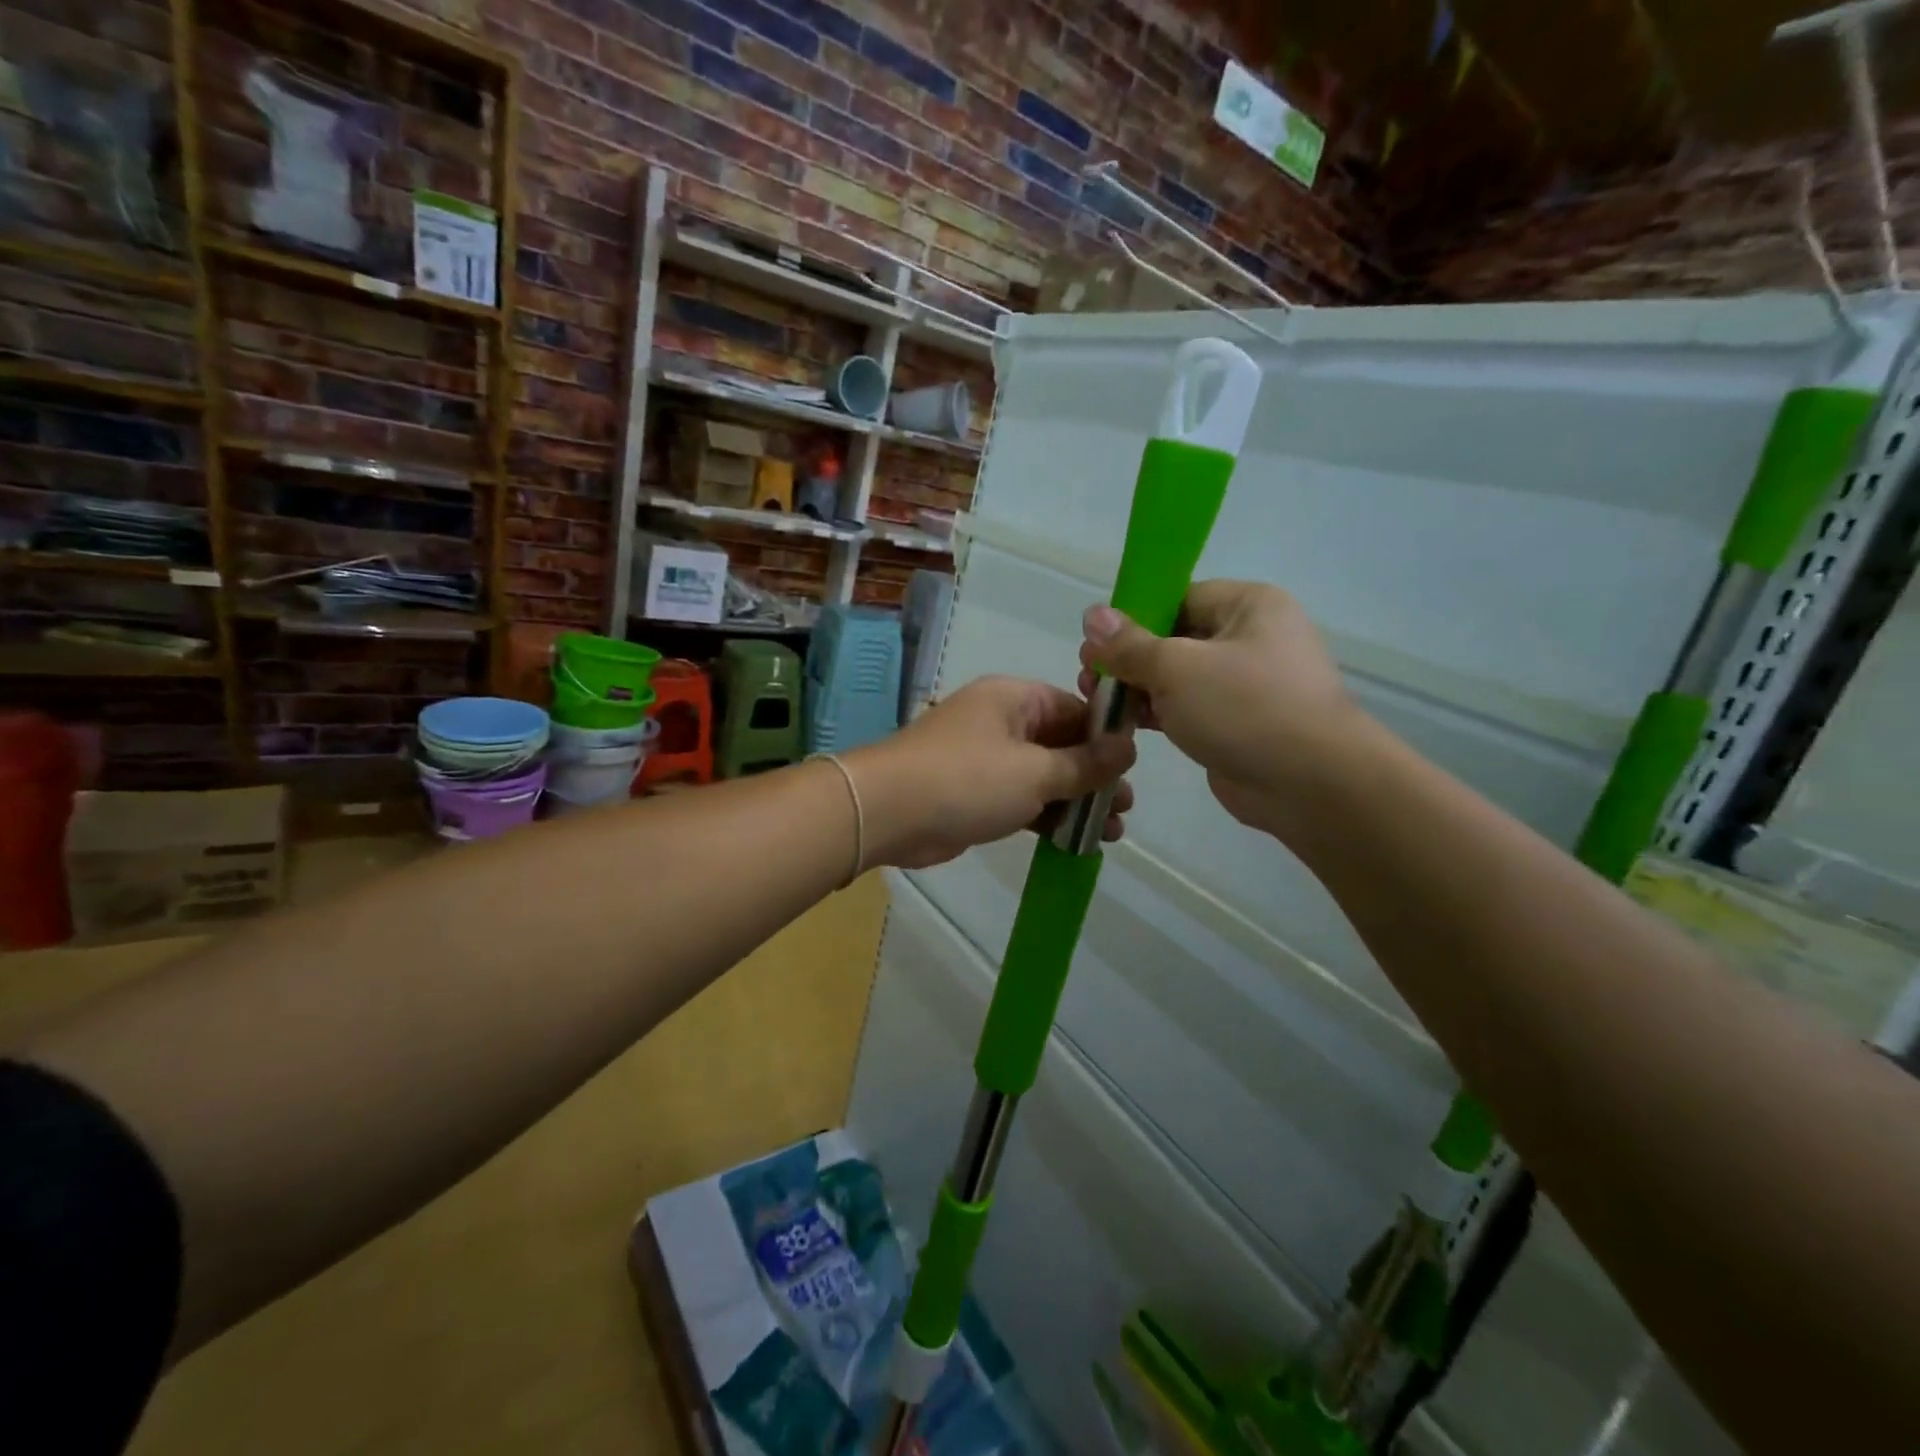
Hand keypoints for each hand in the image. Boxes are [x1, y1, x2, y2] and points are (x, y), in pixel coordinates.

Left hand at [846, 676, 1135, 869]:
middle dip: (1095, 777)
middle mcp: (1001, 722)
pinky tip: (1076, 840)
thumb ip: (1085, 764)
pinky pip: (1022, 799)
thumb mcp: (1036, 771)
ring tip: (1112, 833)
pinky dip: (1047, 816)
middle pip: (1061, 744)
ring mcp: (986, 760)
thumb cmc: (967, 780)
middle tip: (1126, 809)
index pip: (1075, 709)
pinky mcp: (975, 794)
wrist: (888, 813)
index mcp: (1015, 699)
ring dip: (1075, 802)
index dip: (1106, 738)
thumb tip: (1128, 748)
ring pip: (1043, 776)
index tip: (1134, 769)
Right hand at [1077, 580, 1362, 837]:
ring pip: (1178, 677)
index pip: (1178, 598)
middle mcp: (1250, 637)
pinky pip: (1188, 708)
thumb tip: (1092, 616)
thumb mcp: (1177, 668)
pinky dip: (1157, 713)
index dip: (1133, 617)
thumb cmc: (1245, 708)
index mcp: (1248, 605)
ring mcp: (1245, 684)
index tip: (1095, 642)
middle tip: (1089, 677)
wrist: (1310, 784)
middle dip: (1128, 658)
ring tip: (1097, 702)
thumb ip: (1130, 645)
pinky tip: (1123, 724)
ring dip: (1137, 688)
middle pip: (1174, 638)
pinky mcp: (1236, 723)